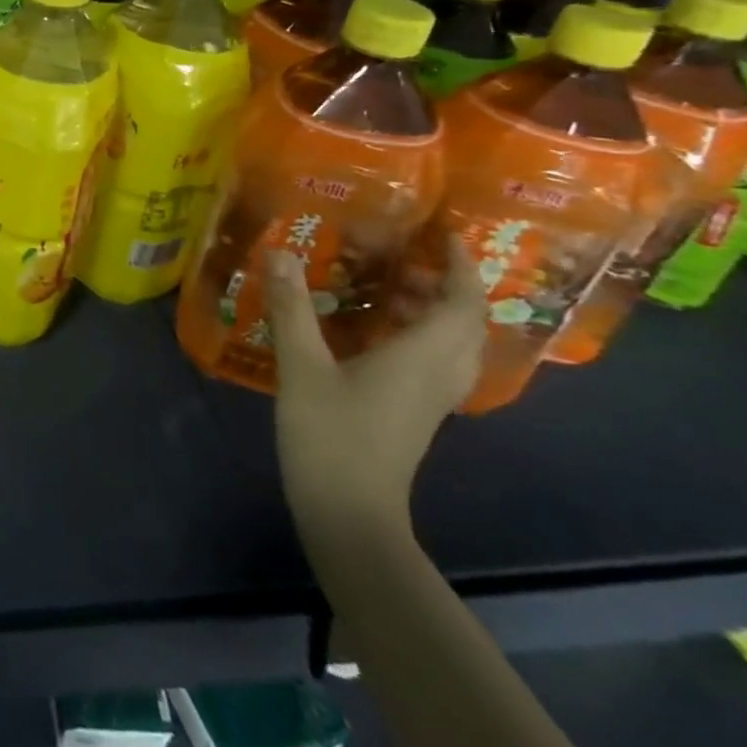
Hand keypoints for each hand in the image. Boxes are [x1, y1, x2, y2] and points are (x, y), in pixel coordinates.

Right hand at [265, 237, 486, 545]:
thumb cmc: (331, 434)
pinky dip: (420, 335)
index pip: (463, 303)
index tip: (444, 234)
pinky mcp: (415, 413)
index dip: (461, 266)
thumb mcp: (302, 365)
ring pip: (453, 344)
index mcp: (422, 357)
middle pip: (466, 323)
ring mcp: (431, 398)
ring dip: (435, 310)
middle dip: (449, 284)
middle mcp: (438, 374)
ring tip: (392, 285)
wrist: (350, 512)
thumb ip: (292, 307)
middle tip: (410, 256)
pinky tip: (377, 332)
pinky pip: (435, 362)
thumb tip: (281, 252)